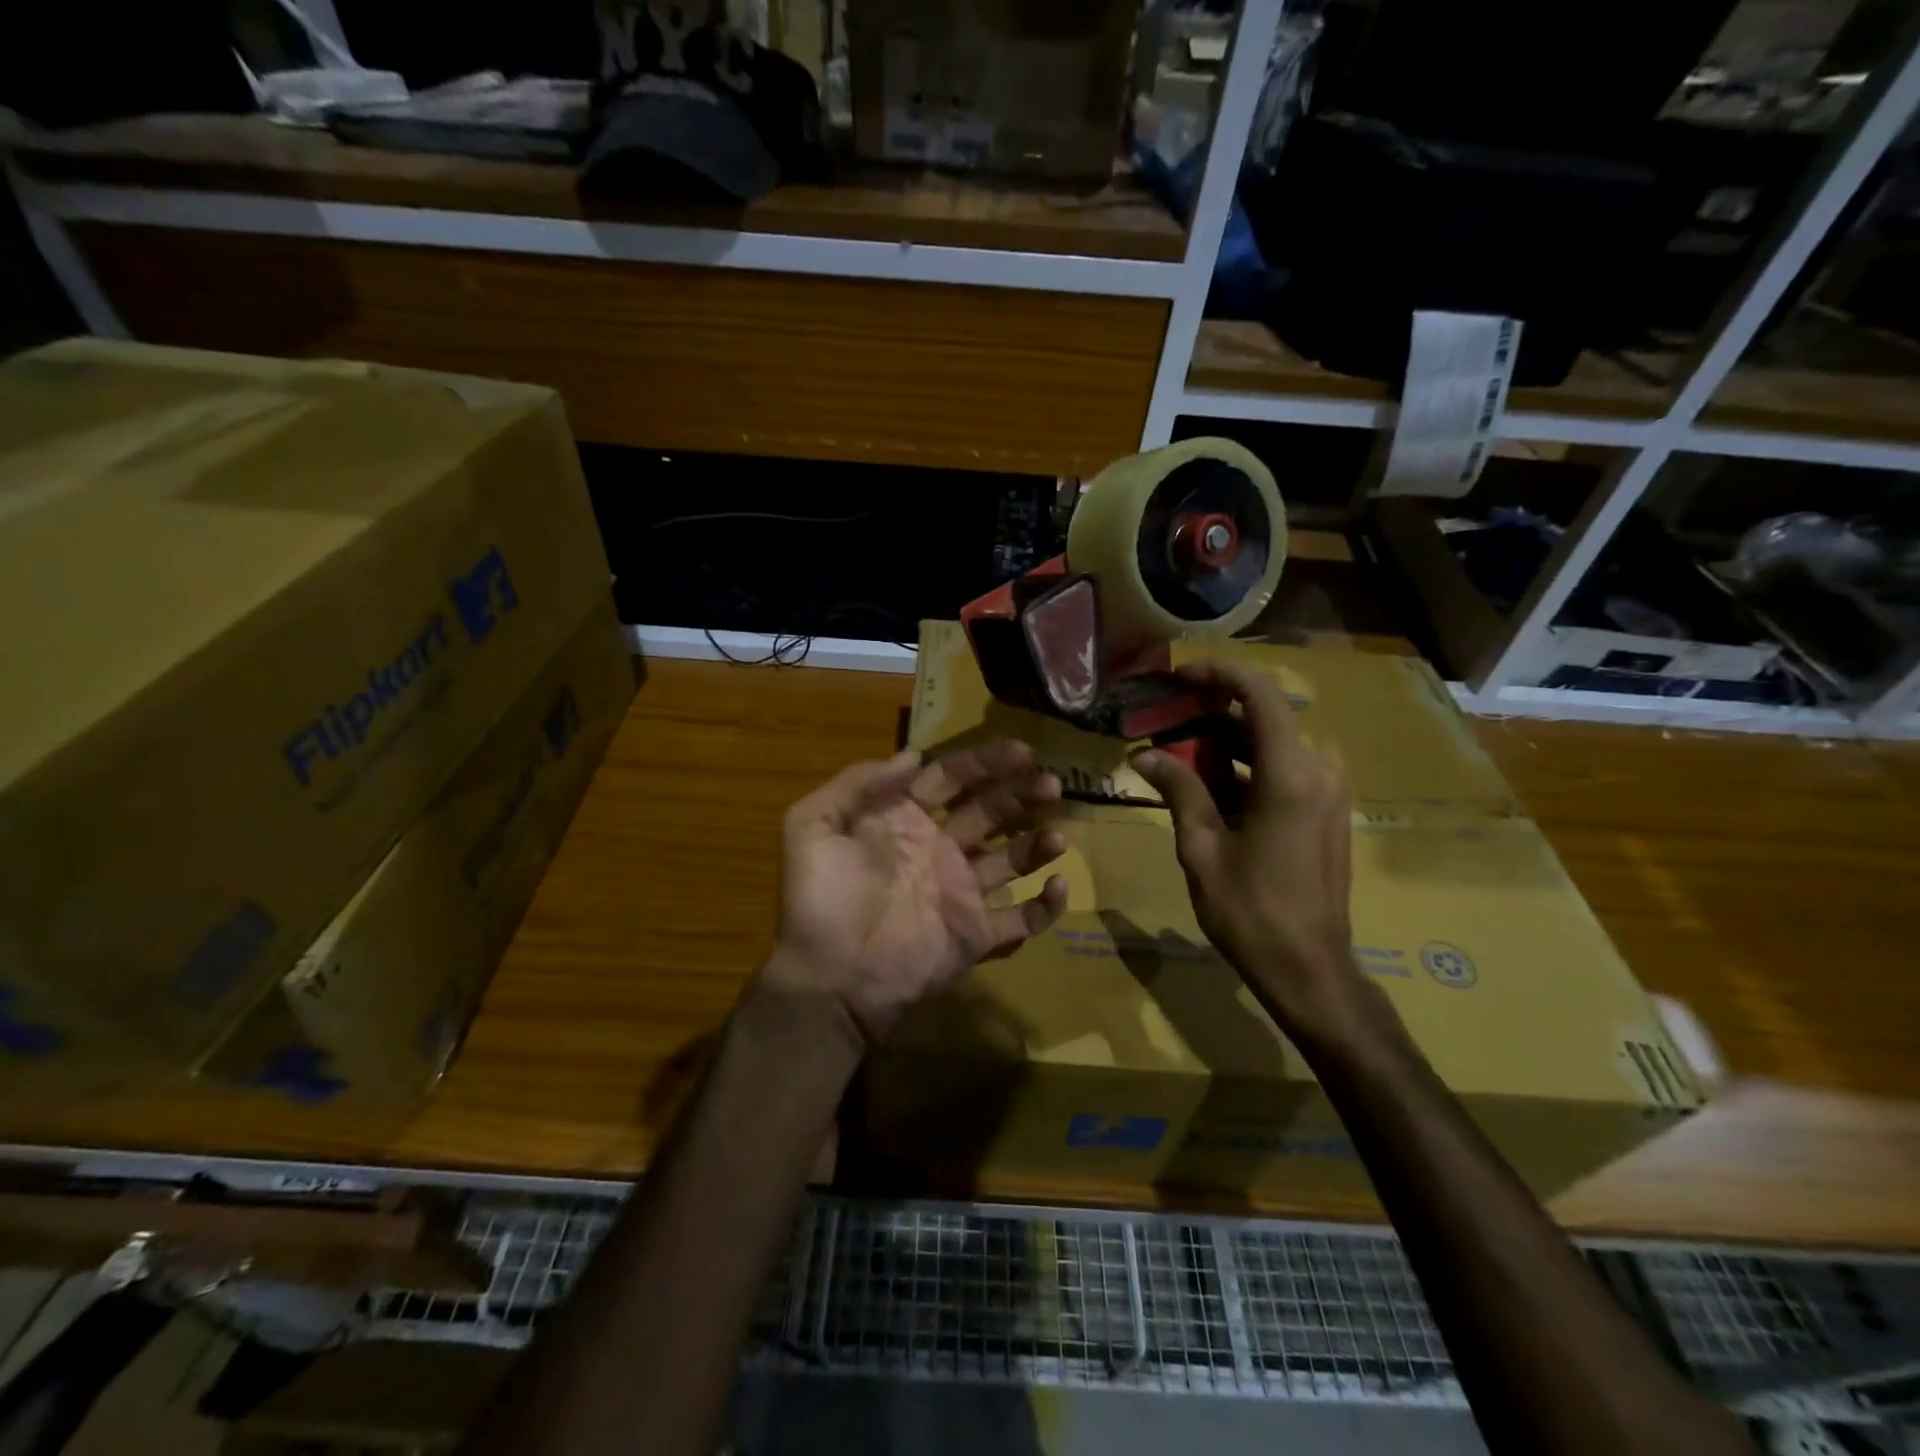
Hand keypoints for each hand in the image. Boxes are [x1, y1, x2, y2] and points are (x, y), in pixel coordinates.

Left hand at [768, 740, 1069, 1041]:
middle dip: (1021, 793)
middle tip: (1053, 782)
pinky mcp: (976, 934)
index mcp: (905, 820)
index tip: (1022, 750)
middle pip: (990, 811)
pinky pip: (1020, 918)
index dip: (985, 762)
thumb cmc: (820, 899)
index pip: (952, 779)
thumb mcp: (812, 825)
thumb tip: (913, 756)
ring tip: (1058, 835)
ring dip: (1038, 843)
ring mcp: (961, 892)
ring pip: (1012, 859)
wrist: (829, 979)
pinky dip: (1046, 906)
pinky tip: (1059, 886)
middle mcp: (939, 849)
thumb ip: (857, 783)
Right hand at [1130, 659, 1380, 1045]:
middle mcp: (1318, 770)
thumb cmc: (1250, 910)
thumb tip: (1143, 754)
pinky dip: (1245, 766)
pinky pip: (1283, 769)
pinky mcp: (1326, 811)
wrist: (1309, 969)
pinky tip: (1207, 784)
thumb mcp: (1202, 847)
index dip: (1217, 674)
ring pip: (1272, 743)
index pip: (1258, 694)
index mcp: (1290, 774)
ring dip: (1226, 741)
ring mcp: (1328, 791)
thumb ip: (1178, 789)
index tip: (1177, 676)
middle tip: (1163, 720)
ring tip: (1176, 752)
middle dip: (1211, 712)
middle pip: (1264, 716)